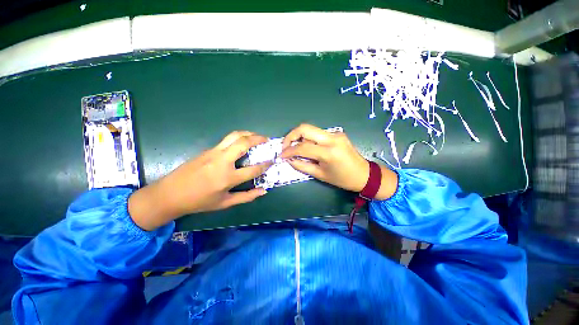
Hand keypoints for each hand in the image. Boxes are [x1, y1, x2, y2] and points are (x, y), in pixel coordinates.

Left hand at [129, 131, 271, 230]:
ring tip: (257, 136)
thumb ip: (246, 197)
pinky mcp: (208, 150)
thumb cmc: (199, 201)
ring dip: (248, 133)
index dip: (265, 165)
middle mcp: (222, 161)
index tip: (272, 161)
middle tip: (267, 139)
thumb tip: (263, 191)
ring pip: (234, 136)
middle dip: (258, 139)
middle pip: (243, 143)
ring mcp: (213, 152)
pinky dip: (239, 137)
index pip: (253, 169)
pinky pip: (227, 140)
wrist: (170, 193)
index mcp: (227, 178)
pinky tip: (242, 143)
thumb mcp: (225, 203)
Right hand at [280, 124, 396, 198]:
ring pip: (311, 130)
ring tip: (296, 150)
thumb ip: (302, 165)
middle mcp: (332, 138)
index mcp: (328, 152)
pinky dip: (309, 140)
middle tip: (285, 146)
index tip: (281, 155)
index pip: (302, 147)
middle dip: (291, 136)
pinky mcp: (337, 133)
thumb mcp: (320, 175)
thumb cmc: (342, 179)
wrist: (364, 174)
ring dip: (300, 138)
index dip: (288, 151)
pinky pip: (318, 134)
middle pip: (305, 128)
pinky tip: (309, 149)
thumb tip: (289, 159)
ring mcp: (336, 133)